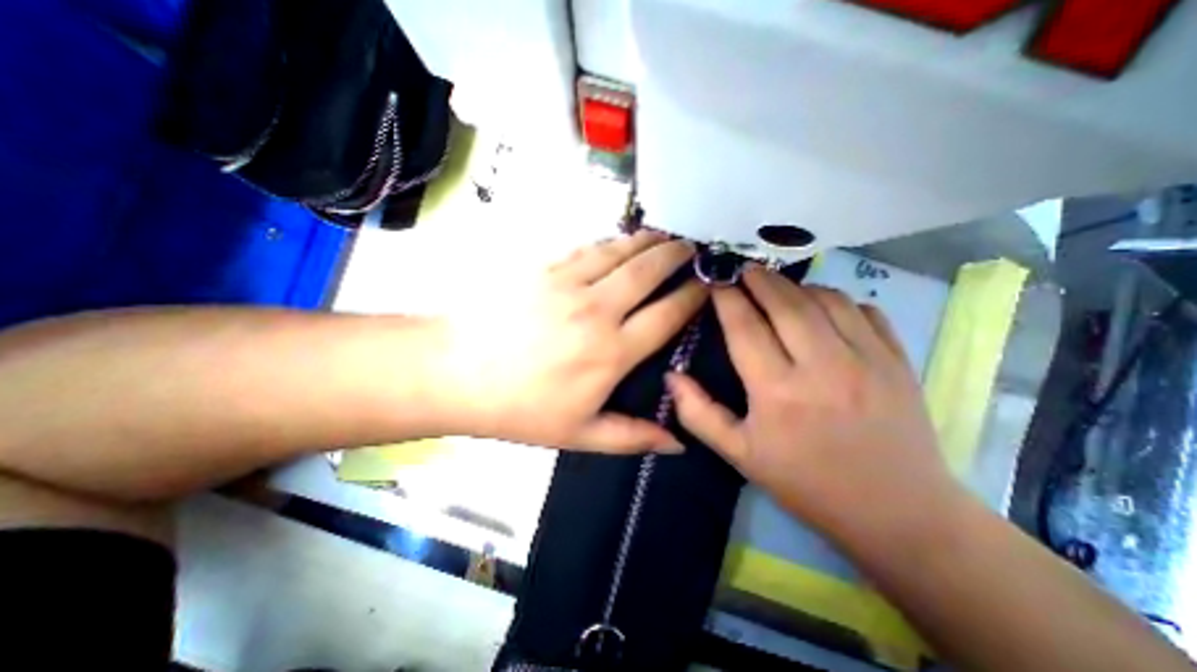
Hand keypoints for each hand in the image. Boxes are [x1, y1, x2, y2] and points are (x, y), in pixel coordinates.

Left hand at [438, 233, 703, 453]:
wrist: (457, 373)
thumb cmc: (520, 409)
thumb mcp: (580, 435)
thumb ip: (633, 437)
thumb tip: (678, 443)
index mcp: (613, 352)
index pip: (668, 314)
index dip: (693, 296)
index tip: (708, 286)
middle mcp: (599, 310)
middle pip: (650, 271)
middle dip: (677, 256)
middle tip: (693, 247)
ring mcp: (570, 283)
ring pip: (621, 251)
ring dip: (648, 241)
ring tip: (665, 235)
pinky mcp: (544, 268)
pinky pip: (588, 248)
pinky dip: (611, 241)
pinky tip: (620, 240)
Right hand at [668, 265, 959, 545]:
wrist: (897, 512)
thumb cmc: (805, 482)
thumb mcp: (739, 454)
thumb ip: (698, 413)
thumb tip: (671, 376)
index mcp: (777, 391)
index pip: (745, 326)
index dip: (726, 298)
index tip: (715, 281)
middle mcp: (822, 366)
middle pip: (785, 303)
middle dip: (759, 279)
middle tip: (742, 269)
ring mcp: (867, 359)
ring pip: (825, 299)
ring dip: (796, 286)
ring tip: (777, 286)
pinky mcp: (898, 360)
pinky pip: (863, 310)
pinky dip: (838, 298)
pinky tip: (822, 306)